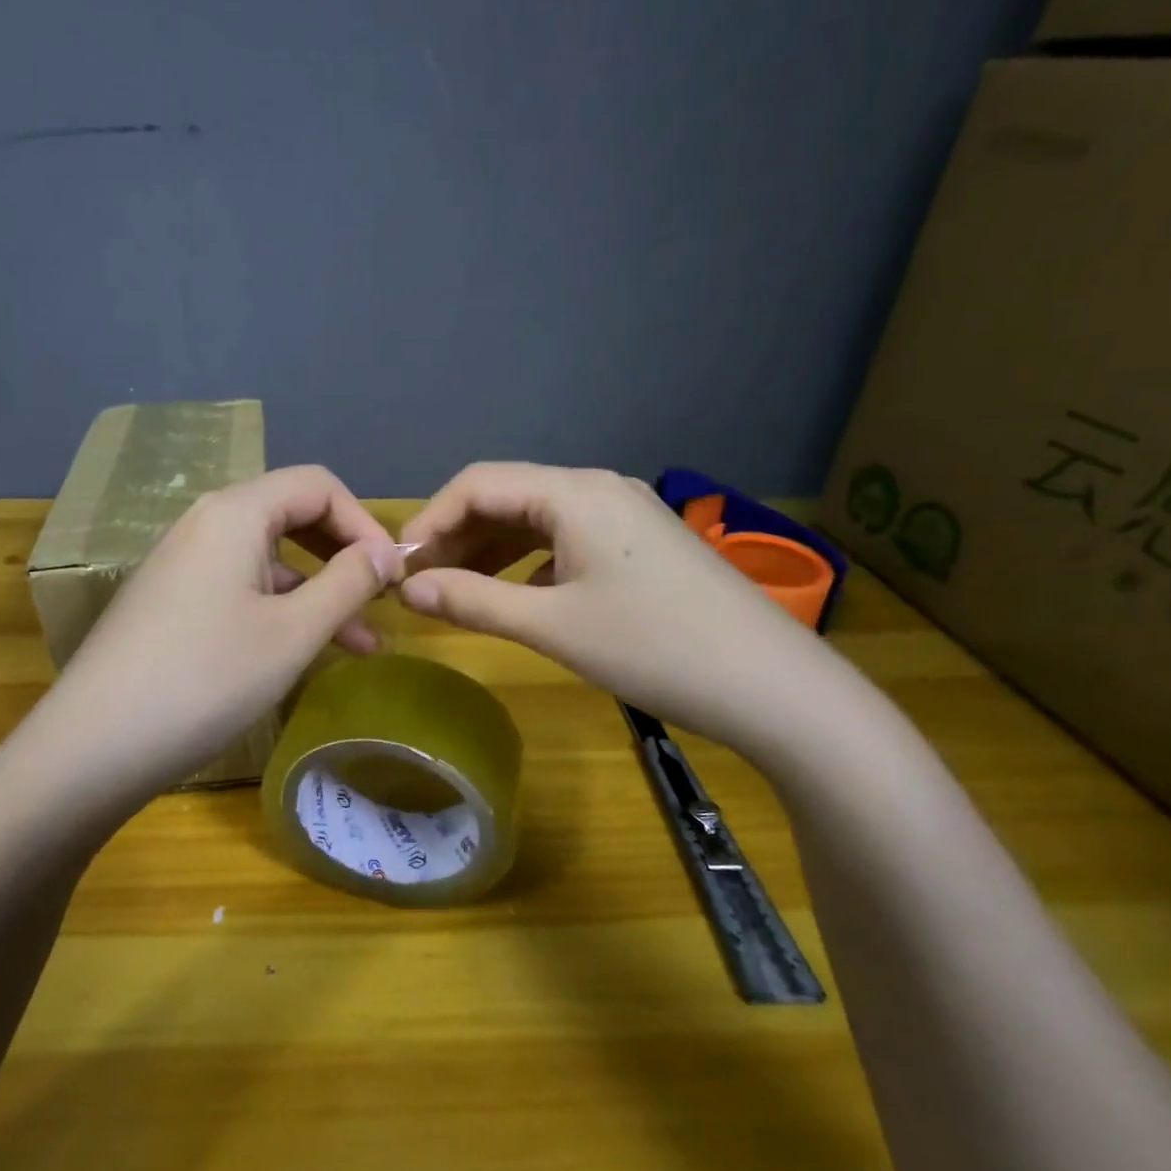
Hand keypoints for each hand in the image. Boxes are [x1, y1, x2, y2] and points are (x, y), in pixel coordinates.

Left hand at [23, 466, 403, 811]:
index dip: (365, 523)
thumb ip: (348, 584)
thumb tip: (387, 554)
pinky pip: (240, 587)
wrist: (94, 745)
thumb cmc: (206, 679)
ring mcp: (183, 563)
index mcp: (235, 513)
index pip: (317, 486)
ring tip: (361, 644)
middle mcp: (205, 523)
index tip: (394, 575)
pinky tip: (304, 651)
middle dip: (344, 557)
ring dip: (318, 593)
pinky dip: (280, 610)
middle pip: (292, 516)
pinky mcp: (171, 601)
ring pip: (269, 560)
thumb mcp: (293, 633)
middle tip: (382, 601)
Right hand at [397, 462, 831, 754]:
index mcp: (574, 492)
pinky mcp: (640, 544)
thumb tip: (407, 588)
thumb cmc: (654, 649)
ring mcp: (624, 514)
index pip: (477, 483)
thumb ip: (473, 600)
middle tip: (419, 583)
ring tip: (453, 590)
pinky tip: (513, 595)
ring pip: (536, 519)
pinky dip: (528, 562)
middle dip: (457, 536)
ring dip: (489, 550)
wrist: (772, 687)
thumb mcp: (553, 626)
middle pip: (506, 496)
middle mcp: (598, 488)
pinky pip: (566, 539)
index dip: (429, 520)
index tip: (398, 565)